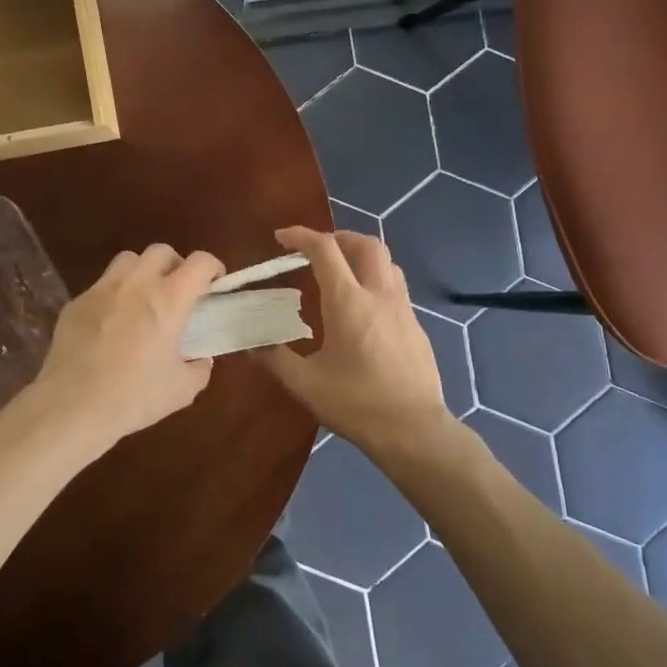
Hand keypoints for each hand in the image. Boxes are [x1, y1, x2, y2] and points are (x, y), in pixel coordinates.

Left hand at [28, 244, 225, 454]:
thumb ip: (199, 368)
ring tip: (143, 299)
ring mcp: (102, 289)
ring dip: (142, 272)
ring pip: (128, 260)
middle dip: (175, 265)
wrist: (72, 406)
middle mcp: (137, 283)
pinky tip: (111, 324)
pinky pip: (101, 286)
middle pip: (162, 251)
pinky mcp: (76, 303)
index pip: (200, 262)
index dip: (213, 268)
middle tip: (178, 292)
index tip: (215, 285)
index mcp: (169, 299)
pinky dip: (113, 295)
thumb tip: (200, 358)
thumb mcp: (182, 390)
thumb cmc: (134, 396)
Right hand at [255, 227, 455, 461]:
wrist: (414, 430)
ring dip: (362, 255)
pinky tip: (364, 308)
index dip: (301, 236)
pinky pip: (396, 286)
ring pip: (387, 262)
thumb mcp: (306, 385)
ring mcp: (403, 308)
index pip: (325, 249)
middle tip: (317, 249)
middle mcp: (379, 294)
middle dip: (339, 237)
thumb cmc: (357, 404)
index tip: (281, 238)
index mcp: (348, 301)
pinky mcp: (416, 325)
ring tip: (342, 272)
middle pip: (365, 244)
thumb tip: (251, 346)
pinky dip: (376, 280)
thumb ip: (276, 359)